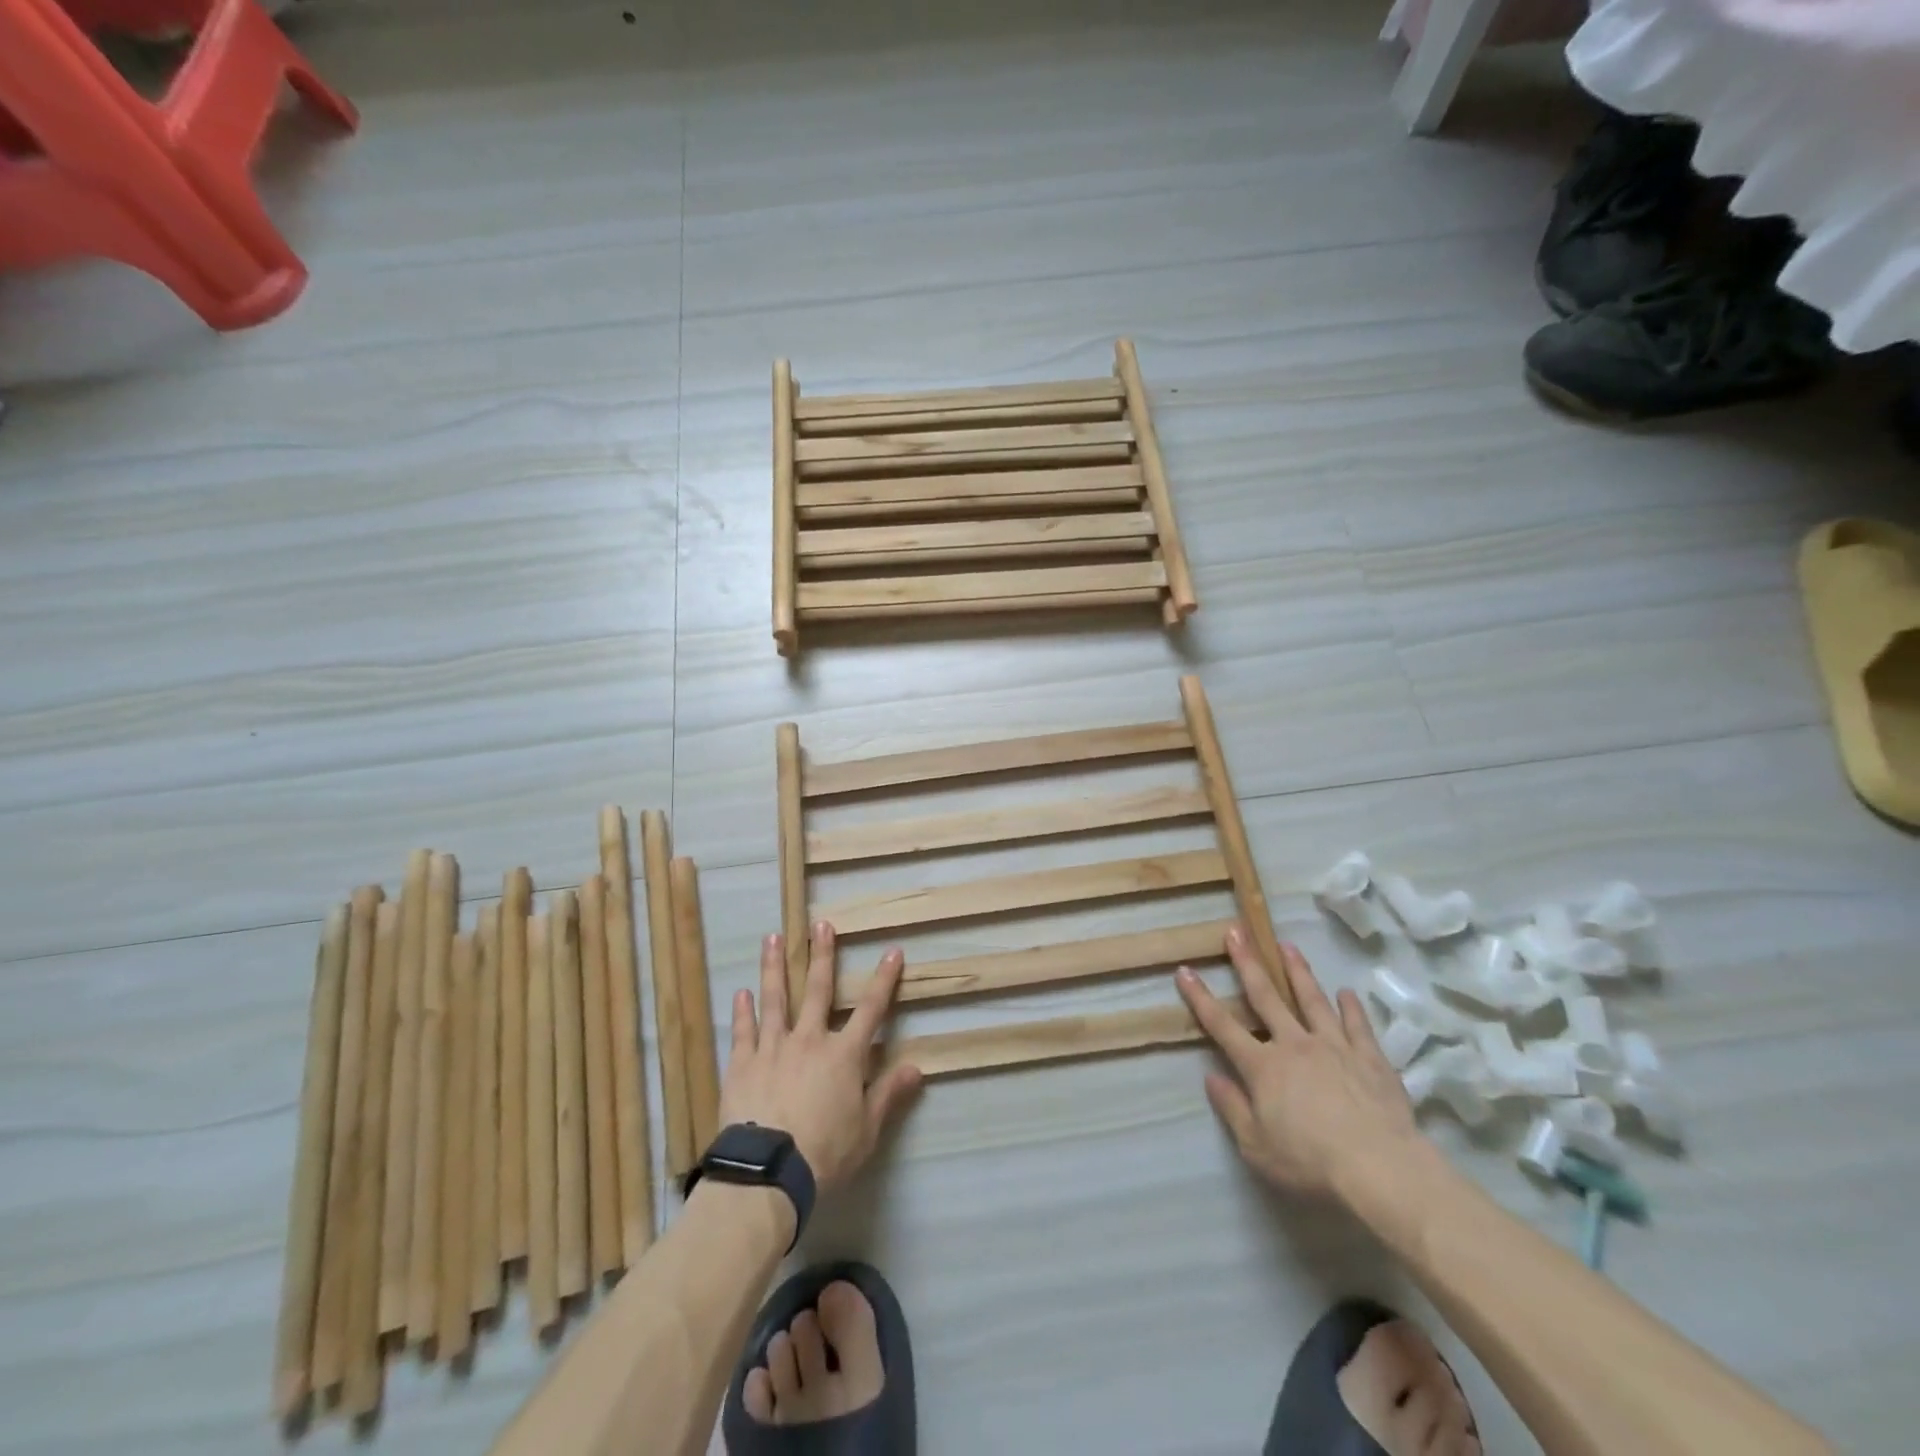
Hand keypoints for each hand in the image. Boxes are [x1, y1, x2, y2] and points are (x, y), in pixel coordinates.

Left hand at [719, 921, 923, 1192]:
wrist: (767, 1173)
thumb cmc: (825, 1153)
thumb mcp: (867, 1130)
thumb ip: (888, 1094)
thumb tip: (916, 1067)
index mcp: (844, 1055)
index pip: (871, 1009)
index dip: (884, 979)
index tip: (893, 951)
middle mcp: (810, 1040)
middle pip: (817, 990)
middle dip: (822, 955)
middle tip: (820, 925)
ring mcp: (773, 1048)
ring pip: (775, 999)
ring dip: (775, 967)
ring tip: (773, 938)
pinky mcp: (743, 1064)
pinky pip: (744, 1031)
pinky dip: (742, 1011)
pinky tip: (741, 993)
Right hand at [1176, 927, 1418, 1198]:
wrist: (1381, 1169)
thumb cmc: (1311, 1163)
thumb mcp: (1257, 1147)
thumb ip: (1232, 1109)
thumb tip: (1211, 1078)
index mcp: (1263, 1066)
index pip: (1222, 1026)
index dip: (1200, 997)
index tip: (1185, 970)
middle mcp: (1295, 1045)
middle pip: (1266, 997)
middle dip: (1247, 962)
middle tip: (1237, 930)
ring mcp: (1334, 1047)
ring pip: (1312, 1000)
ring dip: (1297, 971)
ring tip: (1286, 945)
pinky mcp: (1370, 1058)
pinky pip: (1357, 1026)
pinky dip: (1351, 1008)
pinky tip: (1346, 993)